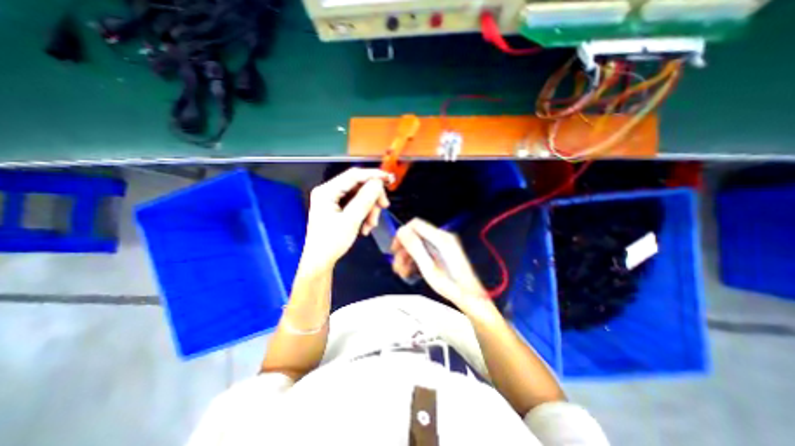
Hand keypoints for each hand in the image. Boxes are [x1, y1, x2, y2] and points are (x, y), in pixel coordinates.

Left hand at [301, 168, 389, 271]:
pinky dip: (365, 214)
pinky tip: (366, 227)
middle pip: (358, 186)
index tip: (389, 179)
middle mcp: (329, 192)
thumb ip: (365, 200)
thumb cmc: (331, 242)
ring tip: (371, 225)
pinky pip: (357, 205)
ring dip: (370, 209)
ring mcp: (333, 200)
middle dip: (372, 198)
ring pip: (360, 196)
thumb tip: (378, 183)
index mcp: (327, 191)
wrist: (320, 261)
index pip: (353, 175)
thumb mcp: (351, 221)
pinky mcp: (338, 208)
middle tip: (383, 208)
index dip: (373, 175)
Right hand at [391, 220, 494, 312]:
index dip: (402, 234)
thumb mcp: (428, 267)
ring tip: (402, 273)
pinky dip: (416, 260)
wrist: (470, 298)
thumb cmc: (450, 285)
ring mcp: (443, 246)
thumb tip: (401, 230)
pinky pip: (425, 252)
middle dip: (404, 250)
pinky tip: (411, 273)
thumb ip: (415, 247)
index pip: (415, 225)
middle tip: (396, 266)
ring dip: (408, 257)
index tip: (394, 250)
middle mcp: (442, 238)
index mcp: (440, 238)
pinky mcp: (443, 254)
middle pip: (416, 236)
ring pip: (419, 245)